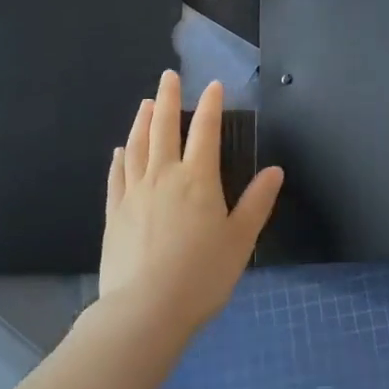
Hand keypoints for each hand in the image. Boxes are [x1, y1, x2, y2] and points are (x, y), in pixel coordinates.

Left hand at [98, 70, 282, 339]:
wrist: (144, 312)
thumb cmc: (201, 276)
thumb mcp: (239, 241)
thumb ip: (256, 203)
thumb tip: (274, 170)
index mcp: (197, 179)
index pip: (205, 131)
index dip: (211, 105)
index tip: (213, 85)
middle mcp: (163, 176)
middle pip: (164, 127)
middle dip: (168, 99)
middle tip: (168, 76)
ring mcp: (134, 193)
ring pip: (137, 146)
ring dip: (142, 121)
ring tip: (145, 103)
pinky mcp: (114, 213)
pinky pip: (117, 176)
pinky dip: (120, 158)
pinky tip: (120, 150)